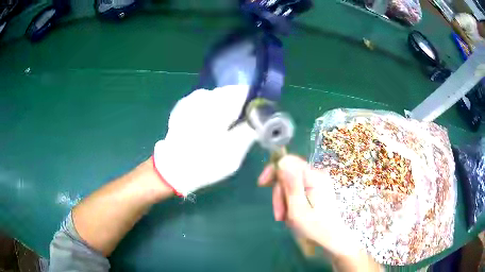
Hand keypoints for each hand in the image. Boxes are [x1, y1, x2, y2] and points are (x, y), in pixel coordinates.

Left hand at [153, 85, 256, 196]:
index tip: (257, 117)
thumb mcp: (235, 151)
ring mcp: (191, 99)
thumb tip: (260, 119)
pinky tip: (207, 129)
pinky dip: (211, 112)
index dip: (254, 102)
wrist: (171, 169)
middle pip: (231, 93)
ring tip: (223, 131)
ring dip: (225, 110)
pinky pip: (205, 104)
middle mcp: (205, 95)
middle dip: (240, 107)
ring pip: (218, 98)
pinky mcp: (183, 107)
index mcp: (219, 104)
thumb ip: (251, 130)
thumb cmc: (205, 162)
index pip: (245, 91)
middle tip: (241, 128)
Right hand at [258, 155, 361, 257]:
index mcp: (314, 176)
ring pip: (290, 184)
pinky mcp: (316, 189)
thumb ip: (290, 185)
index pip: (289, 161)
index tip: (262, 184)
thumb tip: (282, 162)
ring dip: (284, 200)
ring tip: (285, 218)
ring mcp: (317, 182)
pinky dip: (290, 202)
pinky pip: (297, 189)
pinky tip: (291, 214)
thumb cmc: (315, 227)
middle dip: (280, 194)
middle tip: (279, 214)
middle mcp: (317, 175)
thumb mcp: (298, 208)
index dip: (273, 170)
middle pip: (288, 174)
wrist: (331, 238)